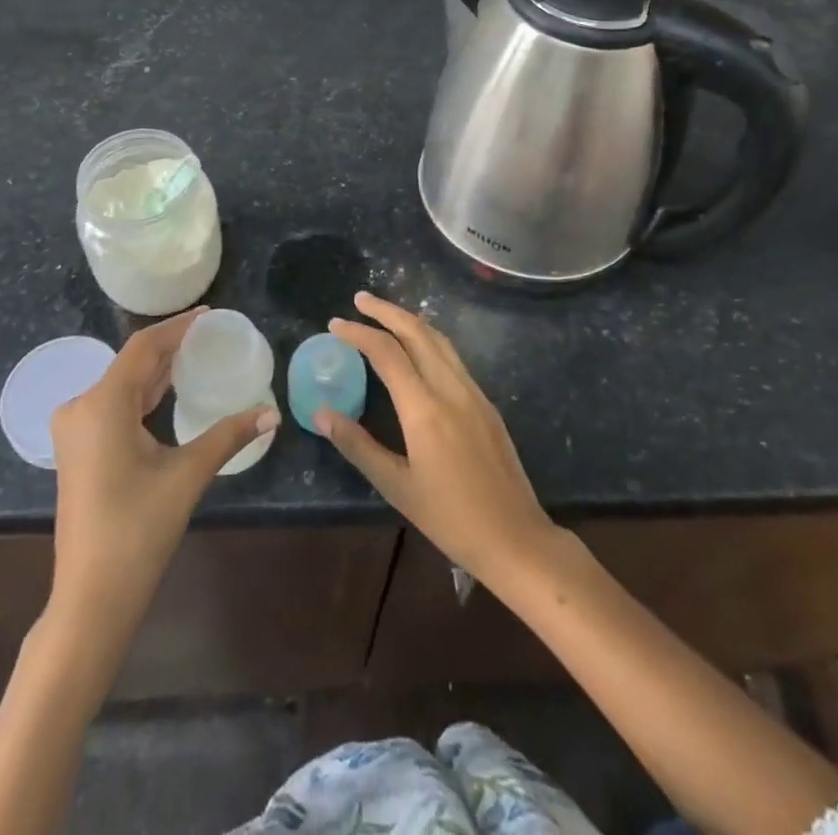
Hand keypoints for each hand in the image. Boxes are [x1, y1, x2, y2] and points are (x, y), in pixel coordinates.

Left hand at [48, 308, 278, 631]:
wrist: (91, 597)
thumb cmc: (138, 531)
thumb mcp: (187, 475)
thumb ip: (228, 436)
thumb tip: (271, 414)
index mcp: (102, 404)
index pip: (143, 347)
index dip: (177, 327)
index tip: (209, 314)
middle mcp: (81, 407)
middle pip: (131, 364)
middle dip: (170, 348)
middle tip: (210, 336)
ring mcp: (75, 430)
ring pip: (121, 385)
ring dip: (156, 371)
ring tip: (196, 356)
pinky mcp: (78, 449)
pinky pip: (113, 406)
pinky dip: (142, 395)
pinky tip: (169, 393)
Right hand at [318, 292, 557, 588]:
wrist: (516, 538)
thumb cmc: (451, 518)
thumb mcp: (396, 486)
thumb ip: (358, 445)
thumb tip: (321, 414)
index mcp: (424, 408)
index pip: (386, 353)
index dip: (358, 333)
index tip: (335, 324)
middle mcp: (451, 388)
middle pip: (417, 332)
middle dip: (386, 311)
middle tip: (360, 299)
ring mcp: (473, 392)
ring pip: (439, 340)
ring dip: (409, 320)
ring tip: (385, 314)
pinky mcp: (486, 403)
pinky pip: (453, 357)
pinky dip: (428, 339)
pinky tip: (418, 348)